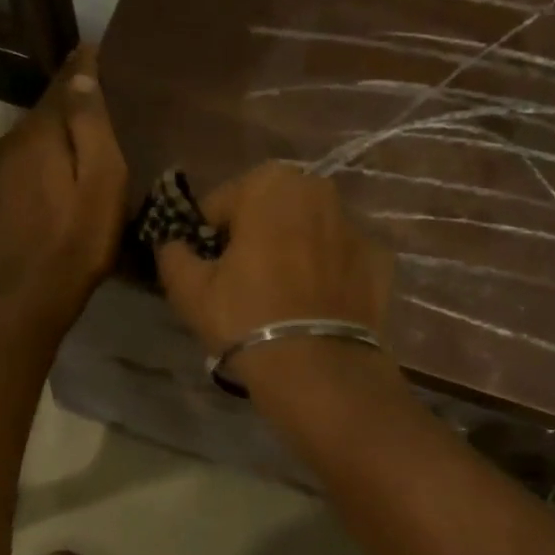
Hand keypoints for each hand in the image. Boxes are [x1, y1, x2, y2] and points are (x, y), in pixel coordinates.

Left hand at [0, 44, 128, 333]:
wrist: (20, 304)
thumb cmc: (74, 244)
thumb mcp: (102, 183)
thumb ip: (92, 125)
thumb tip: (82, 70)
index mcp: (37, 135)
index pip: (61, 86)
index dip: (81, 71)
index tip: (93, 52)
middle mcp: (5, 147)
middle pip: (41, 119)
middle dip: (65, 114)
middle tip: (93, 120)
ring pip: (23, 151)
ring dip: (45, 150)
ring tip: (69, 164)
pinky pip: (9, 179)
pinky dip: (28, 179)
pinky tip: (41, 200)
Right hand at [153, 161, 393, 357]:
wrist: (318, 369)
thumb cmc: (245, 317)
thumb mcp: (188, 289)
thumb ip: (172, 254)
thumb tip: (173, 245)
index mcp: (270, 184)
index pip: (220, 204)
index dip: (206, 237)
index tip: (205, 268)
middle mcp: (319, 191)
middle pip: (269, 212)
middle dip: (253, 237)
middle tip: (239, 281)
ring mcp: (356, 226)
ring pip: (307, 233)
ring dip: (291, 251)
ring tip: (278, 297)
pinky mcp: (381, 262)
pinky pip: (339, 261)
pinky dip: (326, 274)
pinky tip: (313, 307)